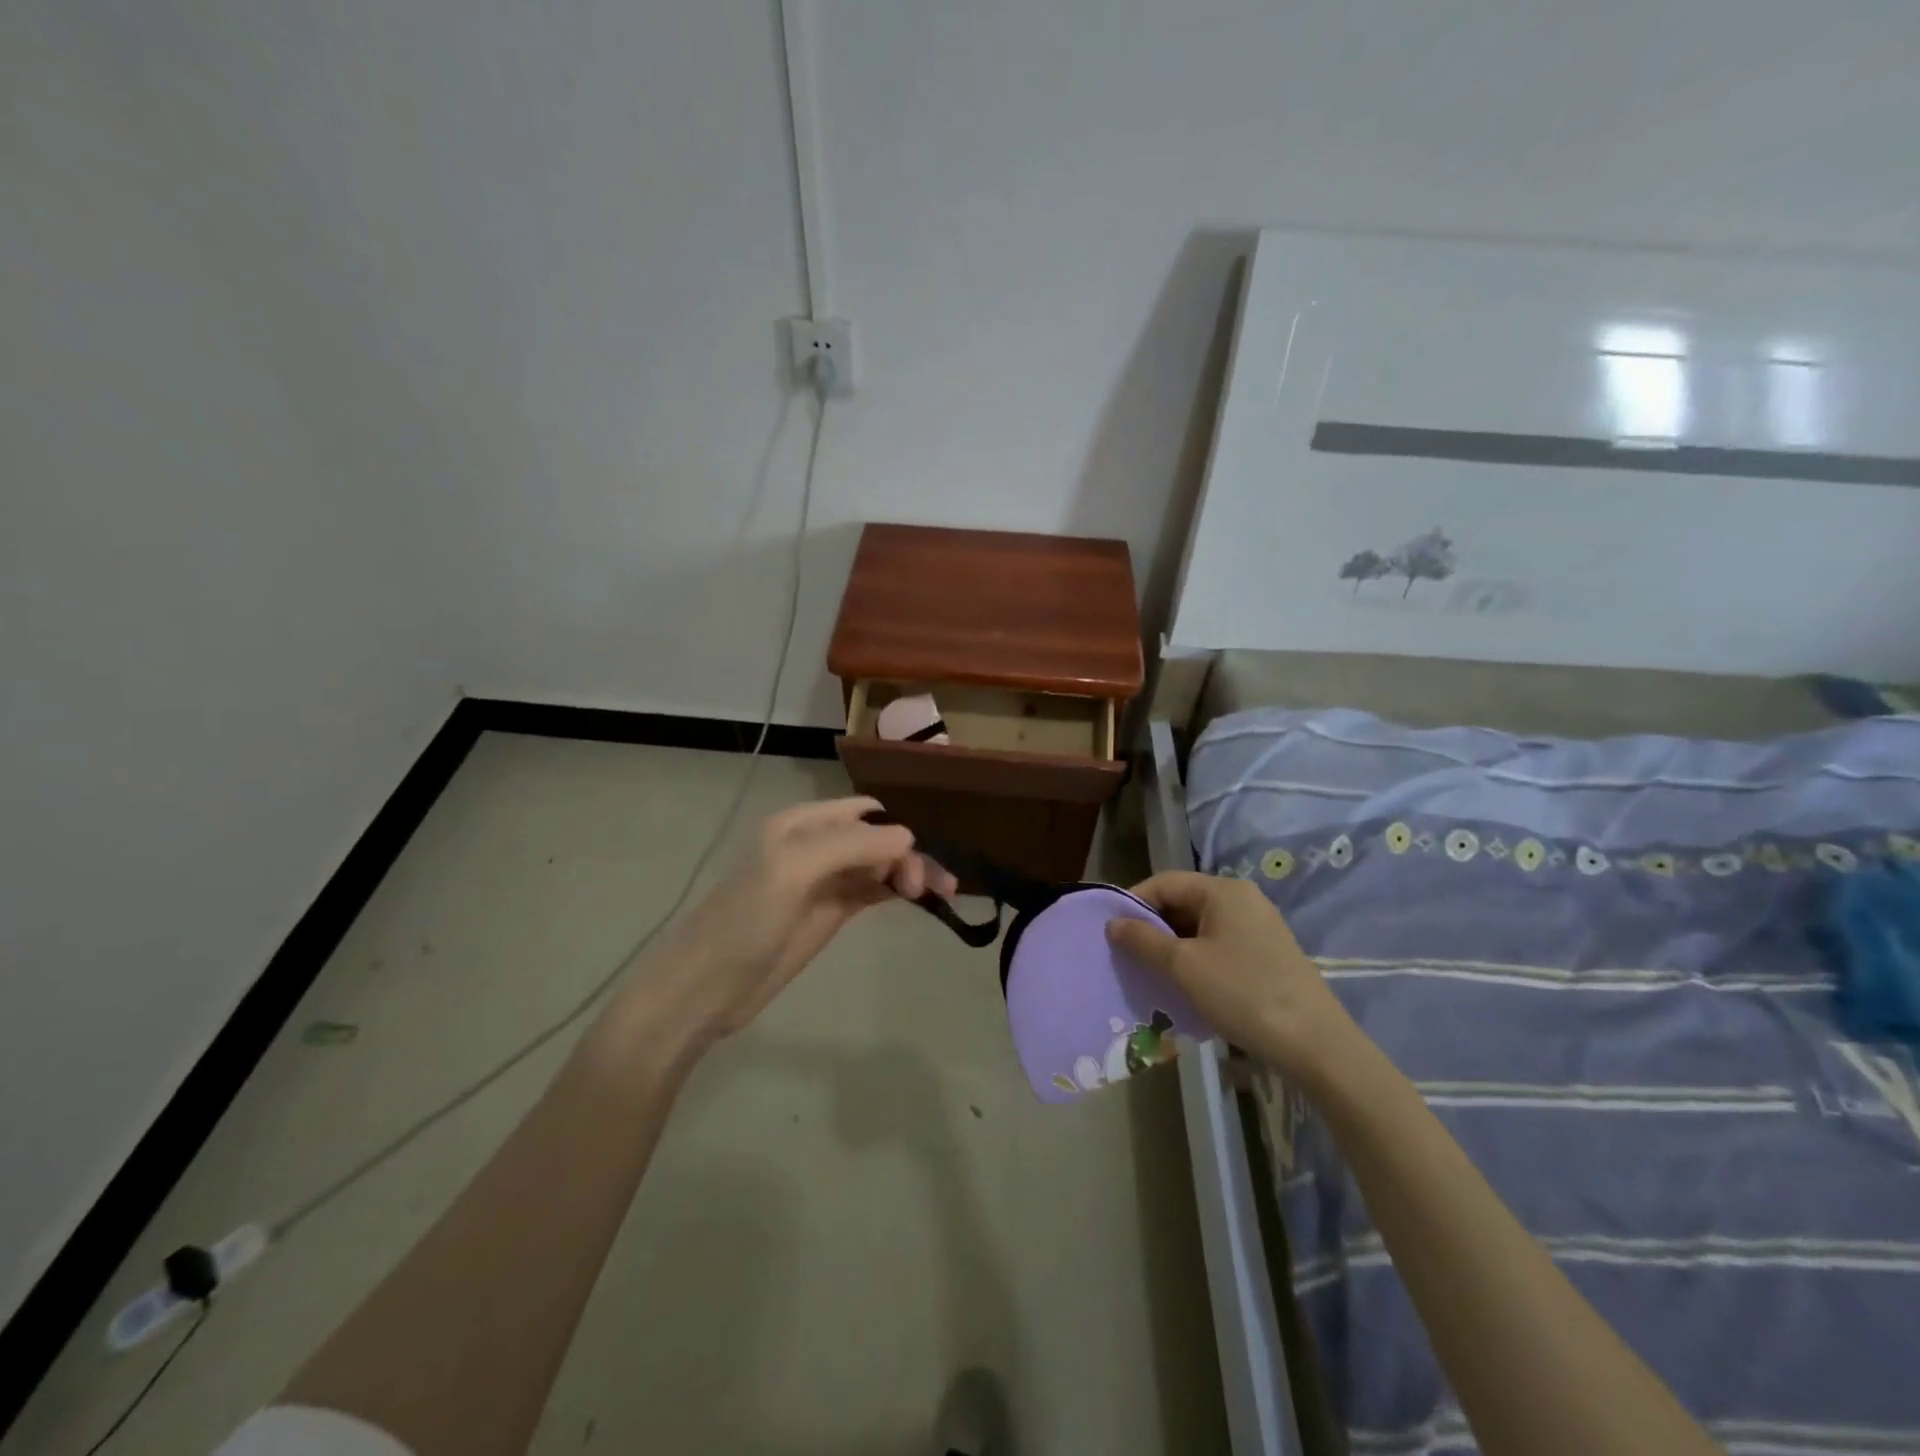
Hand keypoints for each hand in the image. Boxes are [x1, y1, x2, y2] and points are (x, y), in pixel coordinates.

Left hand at [623, 797, 956, 1048]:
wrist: (705, 988)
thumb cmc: (743, 923)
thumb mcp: (791, 872)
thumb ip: (849, 846)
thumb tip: (908, 835)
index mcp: (801, 825)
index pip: (863, 812)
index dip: (895, 829)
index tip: (915, 864)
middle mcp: (814, 845)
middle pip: (876, 838)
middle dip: (908, 854)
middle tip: (930, 889)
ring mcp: (823, 881)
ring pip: (878, 864)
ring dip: (908, 872)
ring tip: (940, 893)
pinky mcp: (829, 912)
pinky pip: (870, 890)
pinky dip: (895, 890)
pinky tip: (919, 899)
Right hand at [1105, 872, 1359, 1087]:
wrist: (1315, 1044)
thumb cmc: (1242, 993)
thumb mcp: (1183, 966)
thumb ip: (1143, 939)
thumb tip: (1114, 923)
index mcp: (1223, 890)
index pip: (1165, 882)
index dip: (1133, 902)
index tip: (1110, 931)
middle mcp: (1243, 899)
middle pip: (1183, 902)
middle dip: (1152, 927)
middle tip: (1127, 956)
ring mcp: (1259, 927)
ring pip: (1201, 927)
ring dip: (1172, 947)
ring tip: (1150, 974)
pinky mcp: (1268, 955)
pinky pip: (1219, 946)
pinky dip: (1196, 960)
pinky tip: (1185, 986)